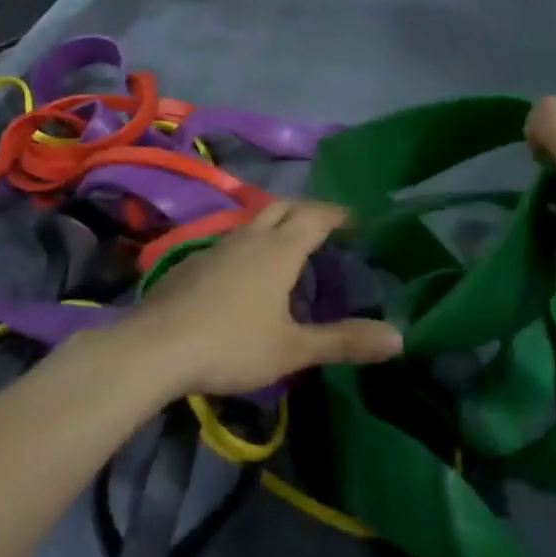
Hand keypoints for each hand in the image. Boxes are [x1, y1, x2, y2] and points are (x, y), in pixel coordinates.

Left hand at [115, 201, 402, 399]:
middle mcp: (250, 237)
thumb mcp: (292, 349)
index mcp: (280, 249)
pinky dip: (250, 243)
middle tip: (325, 224)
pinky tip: (245, 271)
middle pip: (284, 207)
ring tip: (289, 244)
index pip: (316, 216)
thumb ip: (343, 341)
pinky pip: (232, 240)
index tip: (355, 218)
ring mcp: (218, 245)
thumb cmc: (232, 344)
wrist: (156, 346)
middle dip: (307, 209)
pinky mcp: (193, 260)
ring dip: (276, 223)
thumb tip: (398, 337)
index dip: (338, 214)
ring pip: (254, 221)